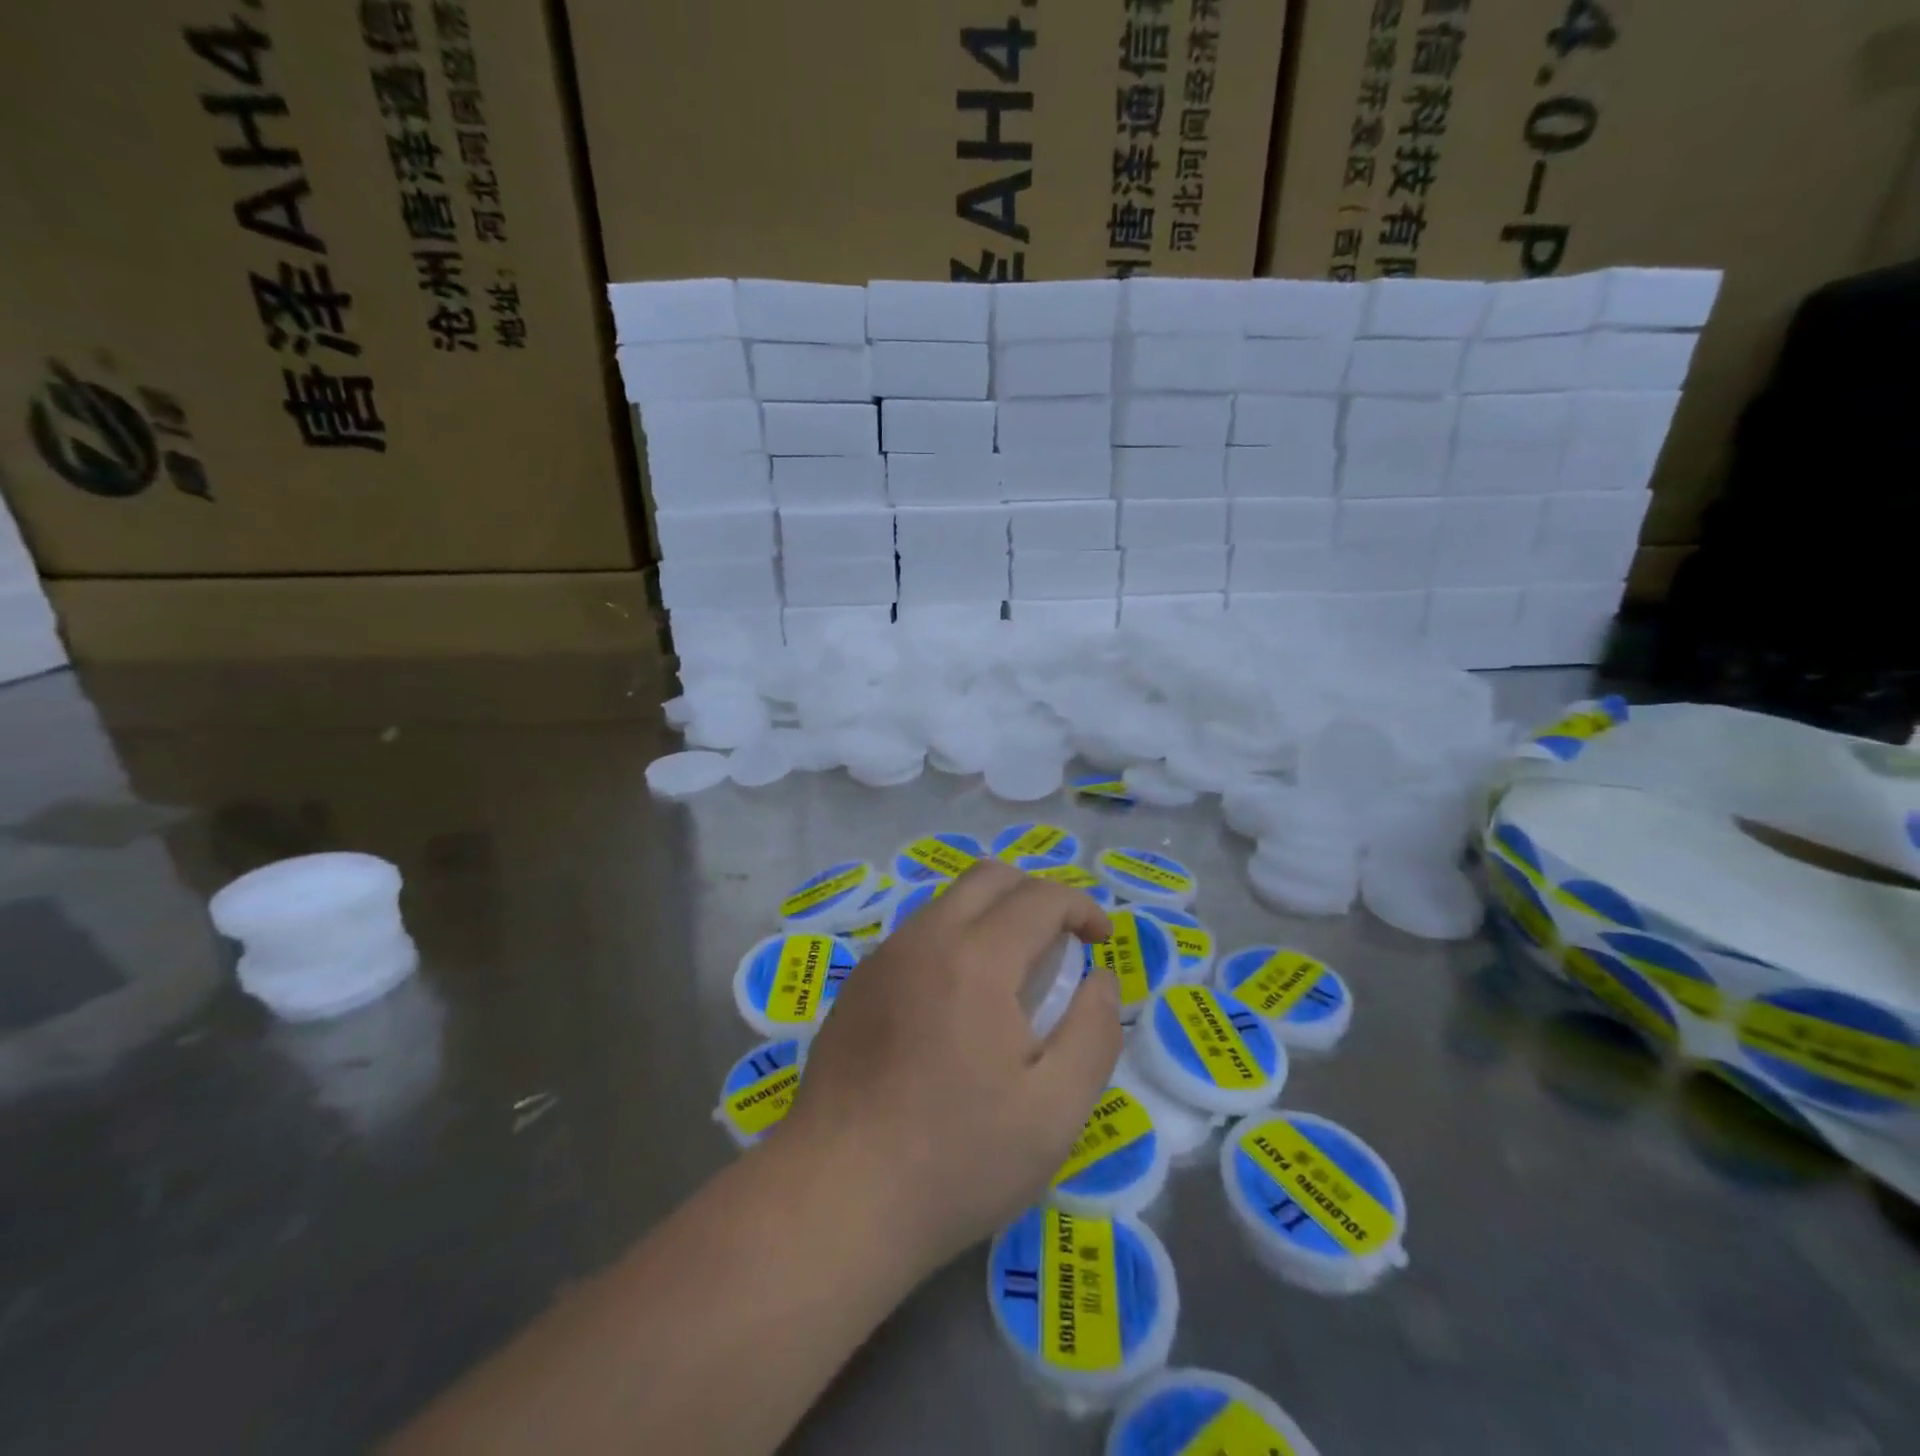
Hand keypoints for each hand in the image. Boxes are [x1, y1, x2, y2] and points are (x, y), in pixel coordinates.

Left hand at [779, 860, 1120, 1277]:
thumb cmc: (957, 1159)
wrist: (836, 1197)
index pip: (1040, 897)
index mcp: (976, 959)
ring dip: (992, 916)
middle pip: (988, 877)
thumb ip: (1093, 1032)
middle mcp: (924, 938)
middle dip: (1035, 894)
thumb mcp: (1055, 1111)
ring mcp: (882, 958)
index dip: (1081, 908)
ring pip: (948, 902)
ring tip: (1013, 976)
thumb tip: (1099, 978)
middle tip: (1060, 944)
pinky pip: (918, 935)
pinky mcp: (858, 984)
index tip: (1101, 942)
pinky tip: (958, 1004)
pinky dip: (954, 940)